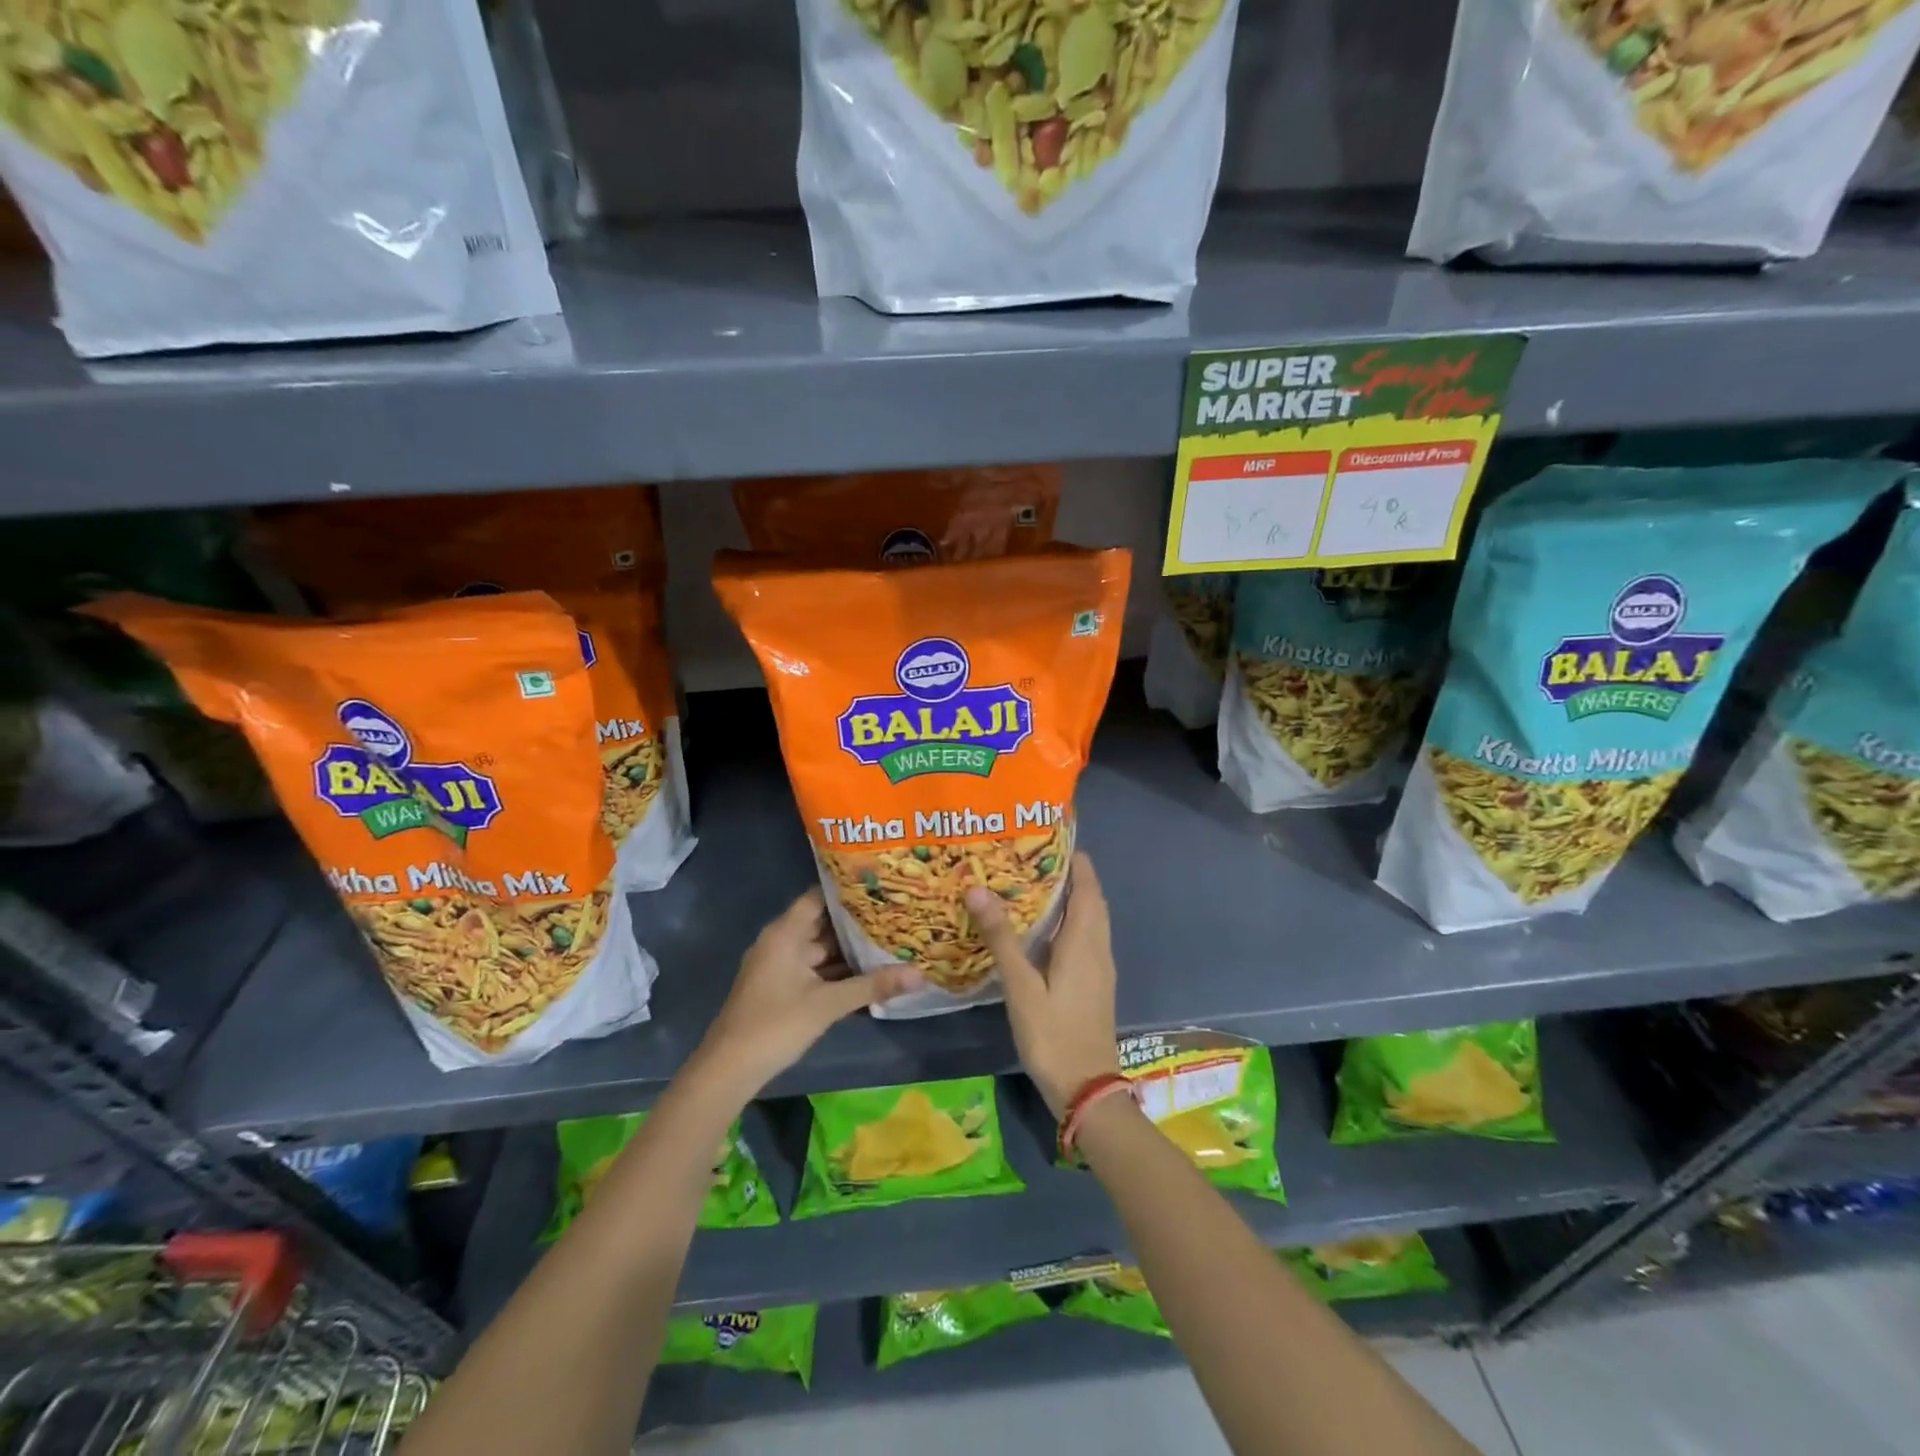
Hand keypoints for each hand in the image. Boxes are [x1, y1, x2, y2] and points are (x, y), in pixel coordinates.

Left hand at [695, 888, 920, 1094]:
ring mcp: (780, 966)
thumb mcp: (828, 1004)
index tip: (881, 886)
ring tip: (890, 940)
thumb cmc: (776, 1025)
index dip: (848, 890)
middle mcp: (782, 942)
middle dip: (857, 922)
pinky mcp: (783, 987)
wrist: (729, 1070)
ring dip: (850, 949)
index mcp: (785, 933)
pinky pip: (815, 969)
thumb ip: (873, 985)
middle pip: (823, 923)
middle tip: (896, 914)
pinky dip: (838, 970)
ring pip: (821, 949)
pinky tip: (869, 973)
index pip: (819, 897)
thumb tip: (919, 973)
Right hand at [965, 852, 1118, 1117]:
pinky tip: (1043, 931)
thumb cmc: (1053, 1034)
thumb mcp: (1021, 987)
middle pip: (1092, 900)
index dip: (1076, 861)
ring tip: (1035, 885)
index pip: (1087, 887)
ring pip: (1092, 920)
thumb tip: (978, 889)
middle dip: (1071, 875)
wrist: (1087, 1089)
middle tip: (1034, 858)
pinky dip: (1071, 922)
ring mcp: (1100, 968)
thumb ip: (1002, 938)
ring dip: (1073, 898)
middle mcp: (1098, 948)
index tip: (1051, 838)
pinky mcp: (1096, 984)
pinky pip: (1087, 938)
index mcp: (1084, 942)